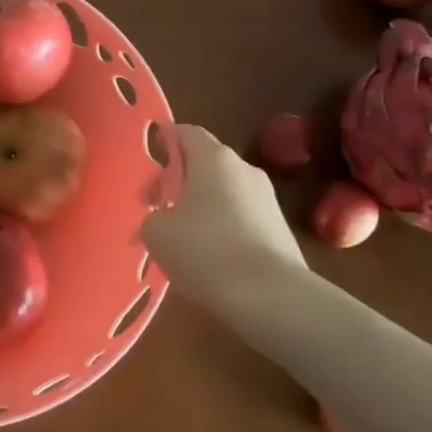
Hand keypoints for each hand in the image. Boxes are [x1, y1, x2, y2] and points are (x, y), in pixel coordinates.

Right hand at [142, 125, 305, 316]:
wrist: (274, 300)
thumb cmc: (206, 251)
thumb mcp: (157, 232)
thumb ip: (153, 215)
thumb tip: (165, 218)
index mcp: (214, 158)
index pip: (186, 132)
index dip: (166, 141)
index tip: (151, 163)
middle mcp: (244, 170)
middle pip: (205, 164)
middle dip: (179, 181)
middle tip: (156, 210)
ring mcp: (268, 200)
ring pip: (223, 193)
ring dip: (200, 207)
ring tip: (180, 241)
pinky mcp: (280, 231)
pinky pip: (241, 219)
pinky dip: (221, 230)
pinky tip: (209, 260)